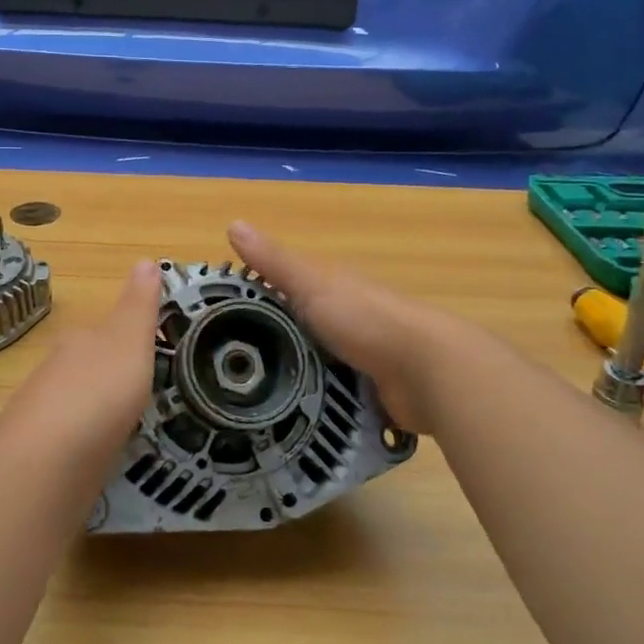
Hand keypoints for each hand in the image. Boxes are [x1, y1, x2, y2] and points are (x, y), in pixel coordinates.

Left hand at [0, 261, 160, 454]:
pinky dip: (89, 440)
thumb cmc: (98, 391)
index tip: (155, 354)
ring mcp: (45, 413)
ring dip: (100, 409)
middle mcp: (57, 371)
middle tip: (149, 393)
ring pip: (79, 402)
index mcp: (79, 341)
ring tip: (133, 425)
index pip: (104, 330)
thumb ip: (139, 304)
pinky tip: (105, 453)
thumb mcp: (129, 339)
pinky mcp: (43, 453)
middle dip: (113, 376)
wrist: (47, 462)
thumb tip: (145, 257)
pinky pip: (73, 438)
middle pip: (88, 366)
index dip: (129, 339)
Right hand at [227, 222, 461, 433]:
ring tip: (247, 402)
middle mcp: (346, 319)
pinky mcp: (369, 393)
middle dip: (267, 345)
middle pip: (296, 329)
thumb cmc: (366, 318)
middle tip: (223, 370)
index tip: (214, 320)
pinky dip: (314, 406)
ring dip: (290, 379)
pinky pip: (331, 398)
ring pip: (313, 366)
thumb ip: (274, 262)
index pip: (283, 289)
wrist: (428, 371)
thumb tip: (231, 223)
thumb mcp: (312, 285)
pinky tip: (286, 420)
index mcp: (332, 288)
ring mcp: (360, 358)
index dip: (251, 298)